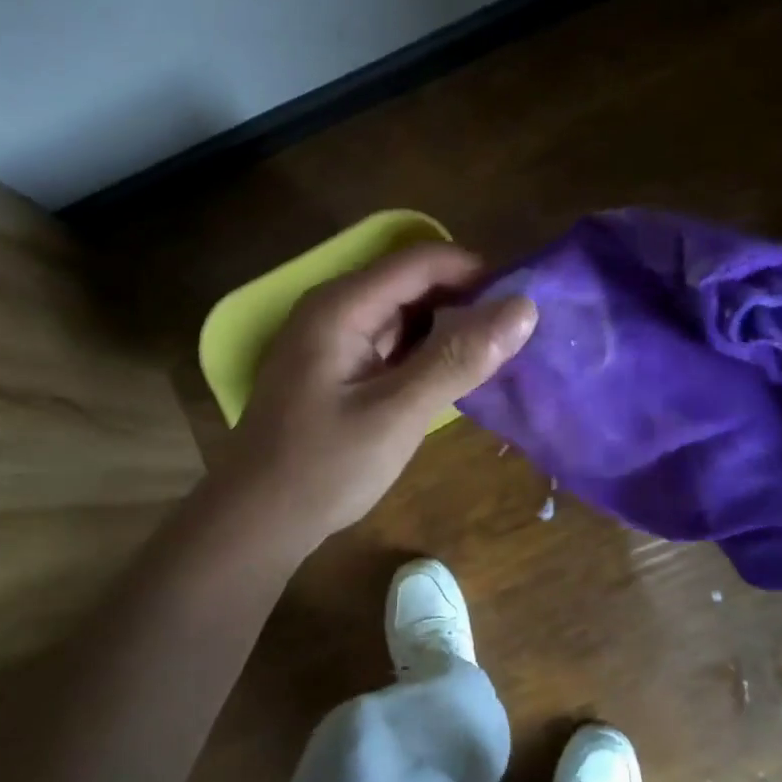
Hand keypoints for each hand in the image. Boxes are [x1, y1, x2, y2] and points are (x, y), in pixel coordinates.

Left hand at [211, 242, 537, 552]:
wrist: (257, 521)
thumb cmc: (324, 467)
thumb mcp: (398, 413)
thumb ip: (458, 358)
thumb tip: (524, 308)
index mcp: (342, 305)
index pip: (423, 260)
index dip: (477, 273)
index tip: (523, 307)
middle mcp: (335, 308)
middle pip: (414, 282)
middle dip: (466, 302)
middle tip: (515, 339)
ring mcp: (333, 337)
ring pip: (406, 313)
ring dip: (449, 328)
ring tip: (495, 358)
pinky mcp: (338, 366)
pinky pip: (392, 341)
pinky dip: (426, 352)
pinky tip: (453, 377)